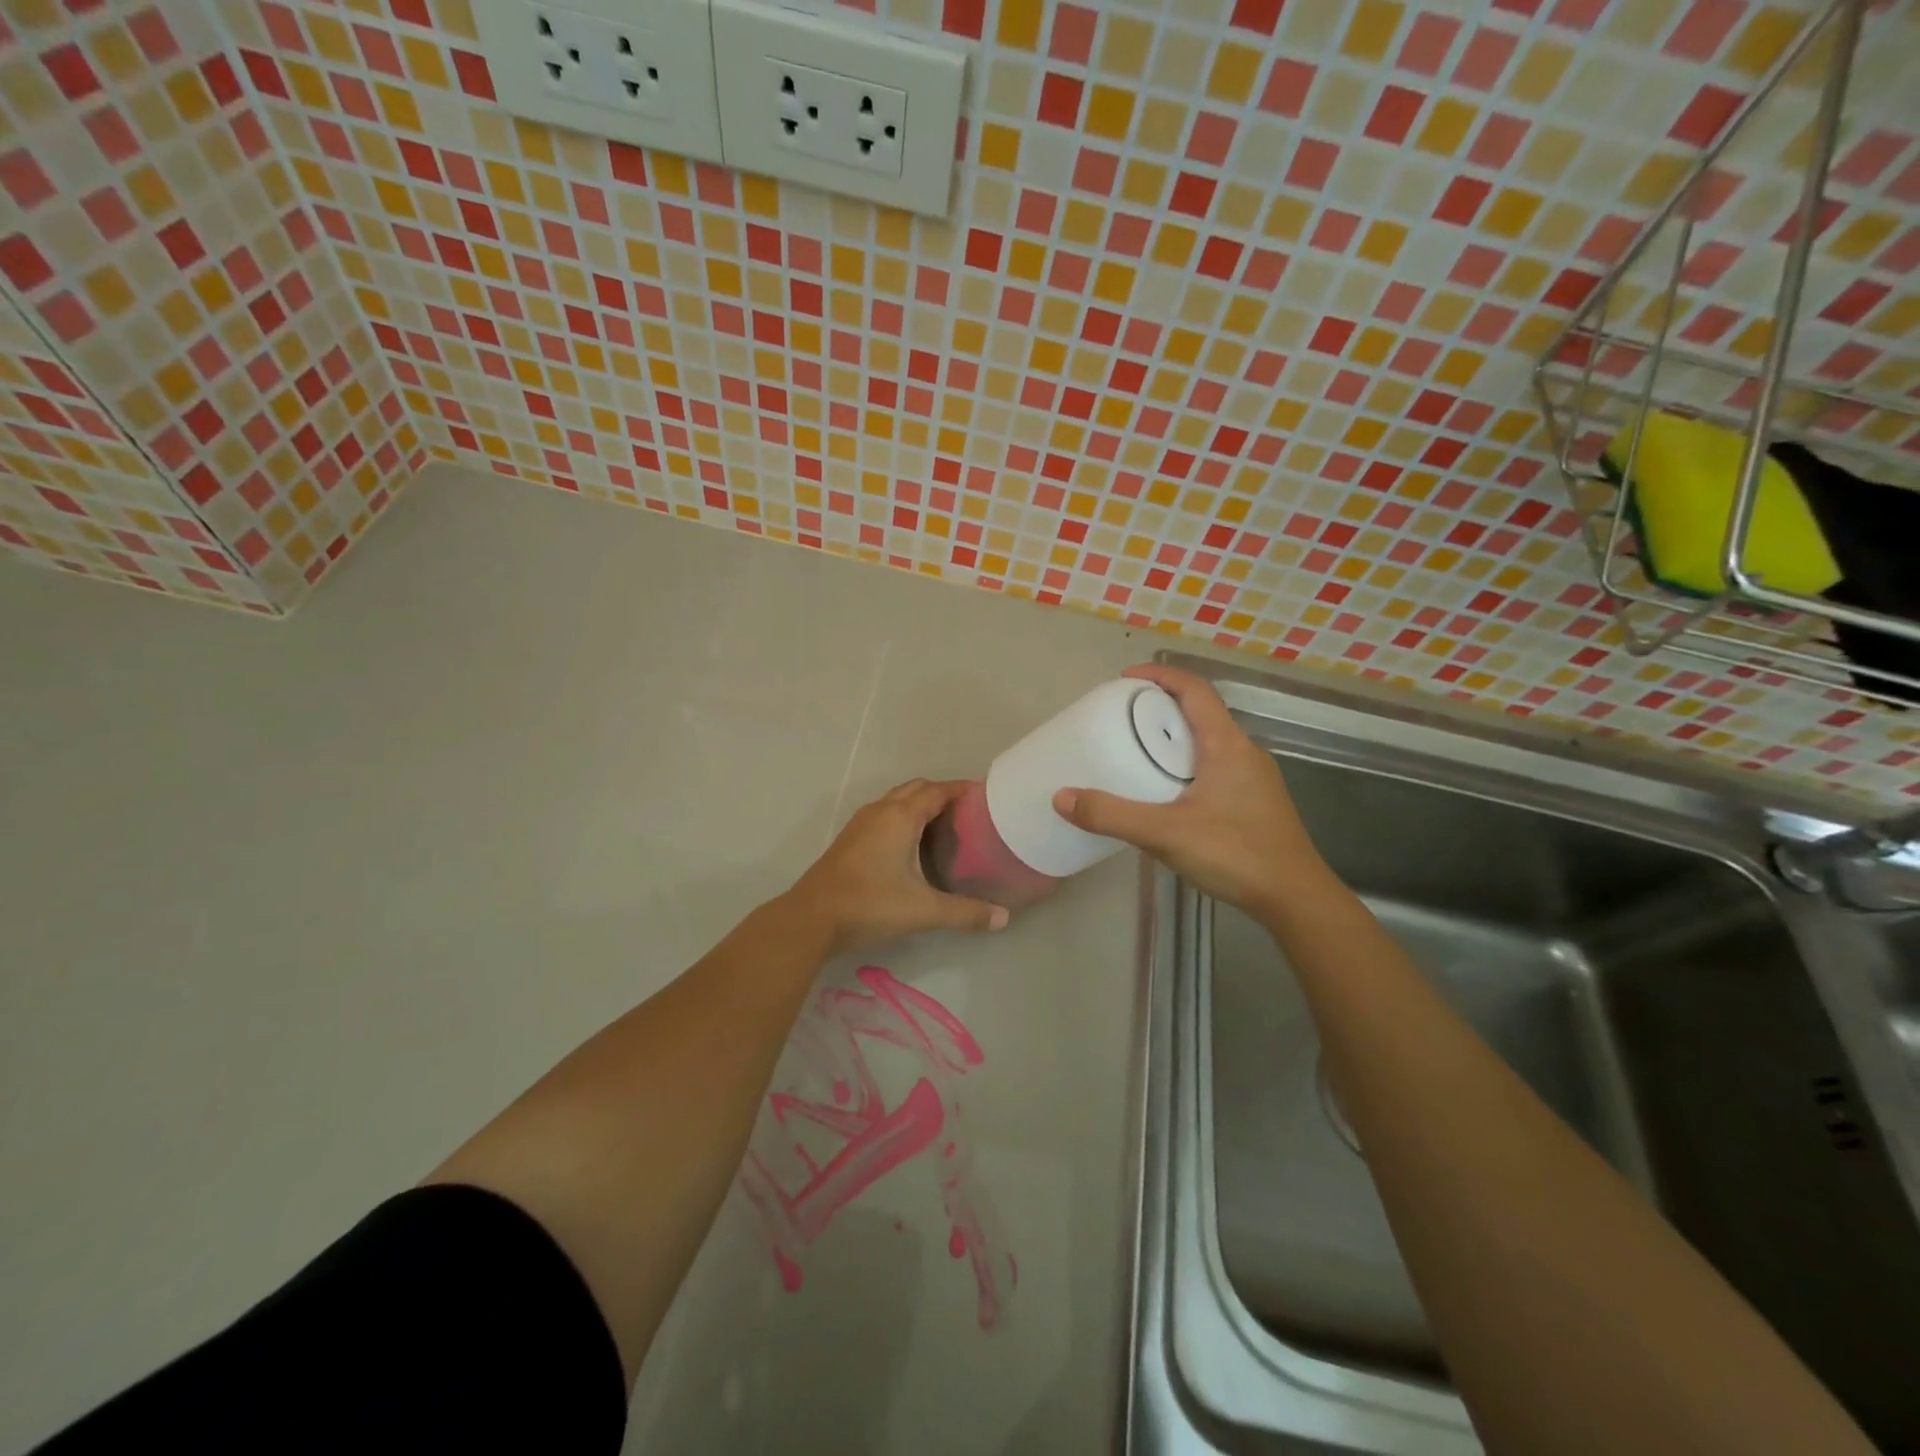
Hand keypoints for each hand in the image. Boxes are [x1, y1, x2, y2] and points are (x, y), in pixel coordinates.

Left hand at [786, 779, 1009, 954]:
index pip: (938, 790)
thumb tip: (1003, 918)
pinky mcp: (850, 839)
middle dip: (944, 794)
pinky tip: (913, 845)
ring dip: (921, 804)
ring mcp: (861, 823)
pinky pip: (885, 814)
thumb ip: (965, 913)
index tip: (987, 797)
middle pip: (918, 789)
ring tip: (946, 826)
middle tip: (970, 814)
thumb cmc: (870, 905)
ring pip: (898, 800)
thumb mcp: (923, 910)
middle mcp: (881, 811)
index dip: (963, 790)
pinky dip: (904, 817)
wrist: (810, 918)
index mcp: (901, 817)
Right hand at [1052, 664, 1330, 921]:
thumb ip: (1112, 815)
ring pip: (1209, 741)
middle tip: (1122, 717)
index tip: (1124, 679)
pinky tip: (1167, 792)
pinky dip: (1186, 763)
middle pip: (1201, 712)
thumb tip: (1061, 797)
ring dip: (1175, 737)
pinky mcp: (1255, 801)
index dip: (1160, 675)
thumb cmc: (1235, 854)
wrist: (1295, 899)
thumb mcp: (1165, 833)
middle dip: (1161, 706)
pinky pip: (1215, 766)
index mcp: (1226, 744)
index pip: (1195, 689)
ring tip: (1138, 751)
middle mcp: (1244, 751)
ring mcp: (1254, 777)